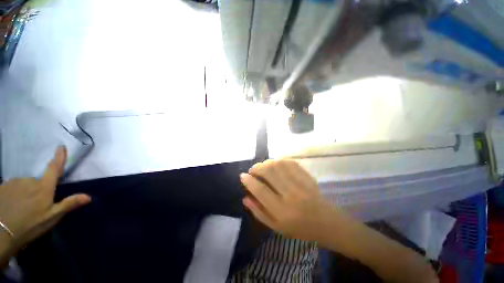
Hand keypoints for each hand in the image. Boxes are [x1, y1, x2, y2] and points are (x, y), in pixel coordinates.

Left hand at [0, 146, 90, 250]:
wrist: (1, 232)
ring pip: (24, 185)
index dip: (59, 157)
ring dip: (26, 192)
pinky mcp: (4, 187)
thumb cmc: (30, 225)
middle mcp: (30, 180)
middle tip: (36, 205)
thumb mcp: (52, 217)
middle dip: (39, 189)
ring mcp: (14, 183)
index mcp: (44, 187)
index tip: (61, 146)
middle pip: (37, 181)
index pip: (54, 168)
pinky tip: (12, 205)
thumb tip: (88, 196)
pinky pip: (13, 187)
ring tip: (23, 208)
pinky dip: (15, 194)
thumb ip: (69, 204)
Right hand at [240, 159, 334, 240]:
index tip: (242, 176)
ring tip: (263, 167)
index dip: (249, 181)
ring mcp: (300, 183)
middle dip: (257, 168)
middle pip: (269, 172)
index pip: (261, 191)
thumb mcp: (276, 227)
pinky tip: (276, 164)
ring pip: (279, 165)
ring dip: (267, 162)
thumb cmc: (299, 228)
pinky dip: (280, 160)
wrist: (326, 222)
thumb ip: (259, 212)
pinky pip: (290, 162)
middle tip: (253, 170)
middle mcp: (290, 195)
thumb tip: (245, 197)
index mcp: (282, 211)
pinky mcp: (307, 176)